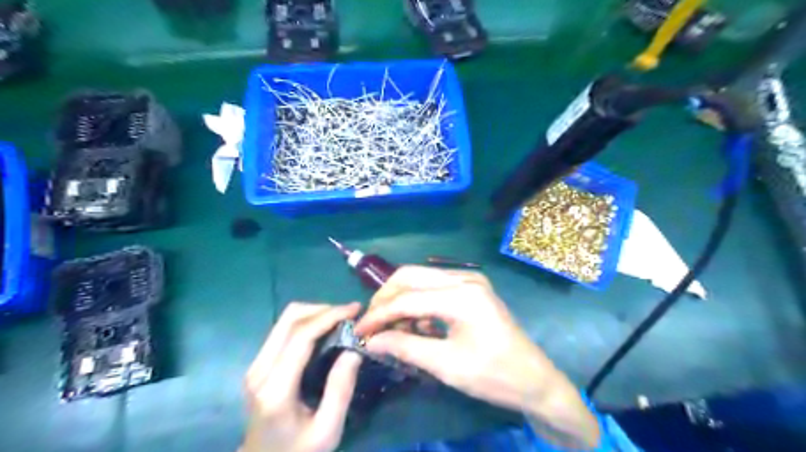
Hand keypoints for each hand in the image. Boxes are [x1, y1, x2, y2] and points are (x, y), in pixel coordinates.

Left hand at [240, 300, 364, 451]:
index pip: (301, 336)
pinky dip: (307, 322)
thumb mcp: (328, 430)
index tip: (356, 309)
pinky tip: (325, 331)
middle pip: (289, 318)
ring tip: (341, 321)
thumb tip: (354, 348)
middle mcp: (260, 370)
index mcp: (276, 389)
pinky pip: (283, 330)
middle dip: (323, 309)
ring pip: (285, 319)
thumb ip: (341, 389)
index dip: (330, 316)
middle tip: (350, 315)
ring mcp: (256, 365)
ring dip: (315, 313)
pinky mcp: (259, 364)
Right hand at [355, 266, 599, 449]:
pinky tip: (416, 326)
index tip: (358, 331)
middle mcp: (464, 278)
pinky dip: (418, 303)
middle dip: (386, 299)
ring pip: (420, 279)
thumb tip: (370, 342)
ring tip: (392, 329)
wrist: (534, 379)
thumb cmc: (494, 375)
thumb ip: (405, 348)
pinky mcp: (471, 288)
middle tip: (372, 324)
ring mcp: (469, 280)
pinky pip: (434, 287)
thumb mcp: (447, 366)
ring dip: (401, 300)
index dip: (379, 315)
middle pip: (410, 276)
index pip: (407, 298)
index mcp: (462, 296)